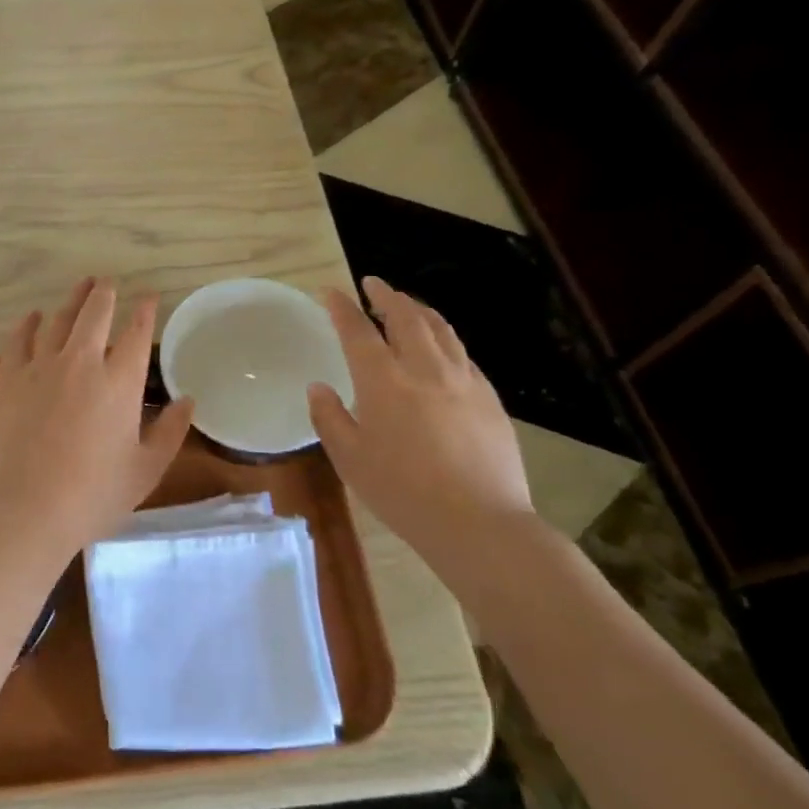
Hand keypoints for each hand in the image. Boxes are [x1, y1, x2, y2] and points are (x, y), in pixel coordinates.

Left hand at [0, 278, 195, 559]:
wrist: (25, 507)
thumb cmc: (93, 494)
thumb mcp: (145, 470)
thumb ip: (170, 432)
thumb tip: (187, 400)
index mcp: (119, 382)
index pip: (137, 333)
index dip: (145, 310)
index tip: (149, 297)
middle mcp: (82, 362)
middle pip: (96, 313)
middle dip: (105, 292)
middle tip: (109, 281)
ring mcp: (42, 366)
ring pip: (59, 319)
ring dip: (72, 299)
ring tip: (81, 285)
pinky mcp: (10, 378)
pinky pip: (19, 339)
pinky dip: (28, 323)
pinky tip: (33, 316)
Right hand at [307, 275, 536, 576]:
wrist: (480, 523)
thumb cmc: (403, 492)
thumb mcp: (350, 459)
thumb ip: (330, 418)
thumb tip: (319, 387)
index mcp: (384, 381)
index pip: (358, 330)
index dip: (342, 307)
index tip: (331, 291)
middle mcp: (424, 369)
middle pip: (407, 317)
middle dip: (387, 295)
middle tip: (373, 285)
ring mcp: (463, 381)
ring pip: (441, 329)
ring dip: (419, 310)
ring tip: (407, 305)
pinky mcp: (489, 399)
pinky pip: (463, 354)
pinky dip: (445, 339)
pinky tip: (442, 349)